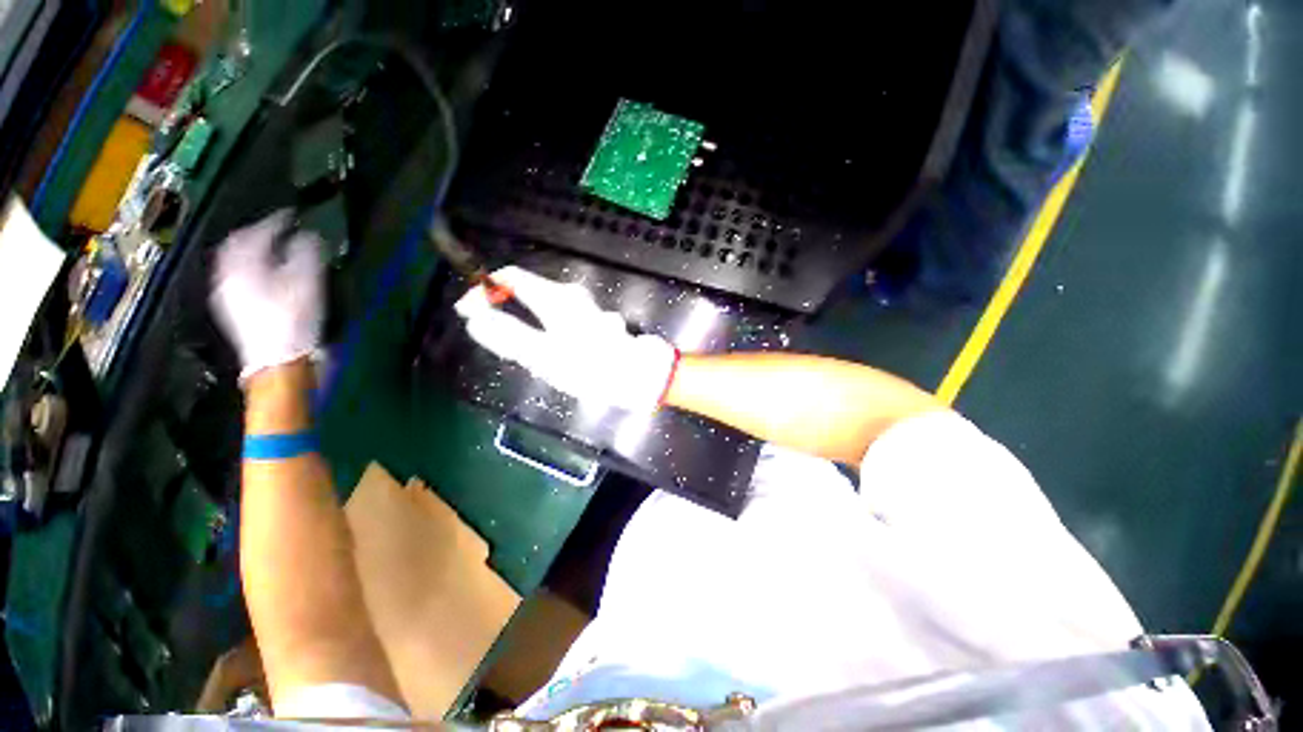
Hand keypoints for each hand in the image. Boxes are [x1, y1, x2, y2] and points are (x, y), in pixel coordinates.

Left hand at [210, 212, 323, 380]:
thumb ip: (307, 253)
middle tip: (277, 228)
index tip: (292, 214)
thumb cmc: (293, 319)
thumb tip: (310, 235)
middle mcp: (227, 273)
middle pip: (237, 244)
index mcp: (244, 263)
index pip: (257, 231)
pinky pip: (235, 276)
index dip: (276, 220)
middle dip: (256, 232)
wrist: (277, 360)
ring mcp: (226, 292)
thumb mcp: (307, 282)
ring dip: (251, 250)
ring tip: (270, 248)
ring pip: (234, 260)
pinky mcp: (232, 308)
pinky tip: (262, 273)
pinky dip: (249, 267)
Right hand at [454, 266, 678, 412]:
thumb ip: (509, 336)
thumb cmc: (592, 366)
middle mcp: (572, 297)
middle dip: (506, 313)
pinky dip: (548, 336)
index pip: (510, 277)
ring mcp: (585, 310)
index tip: (468, 313)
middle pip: (527, 293)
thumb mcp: (544, 355)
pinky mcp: (593, 324)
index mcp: (557, 298)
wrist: (638, 376)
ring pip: (544, 311)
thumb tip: (476, 319)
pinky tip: (557, 360)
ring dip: (529, 328)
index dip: (484, 290)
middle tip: (499, 342)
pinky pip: (560, 323)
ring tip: (530, 358)